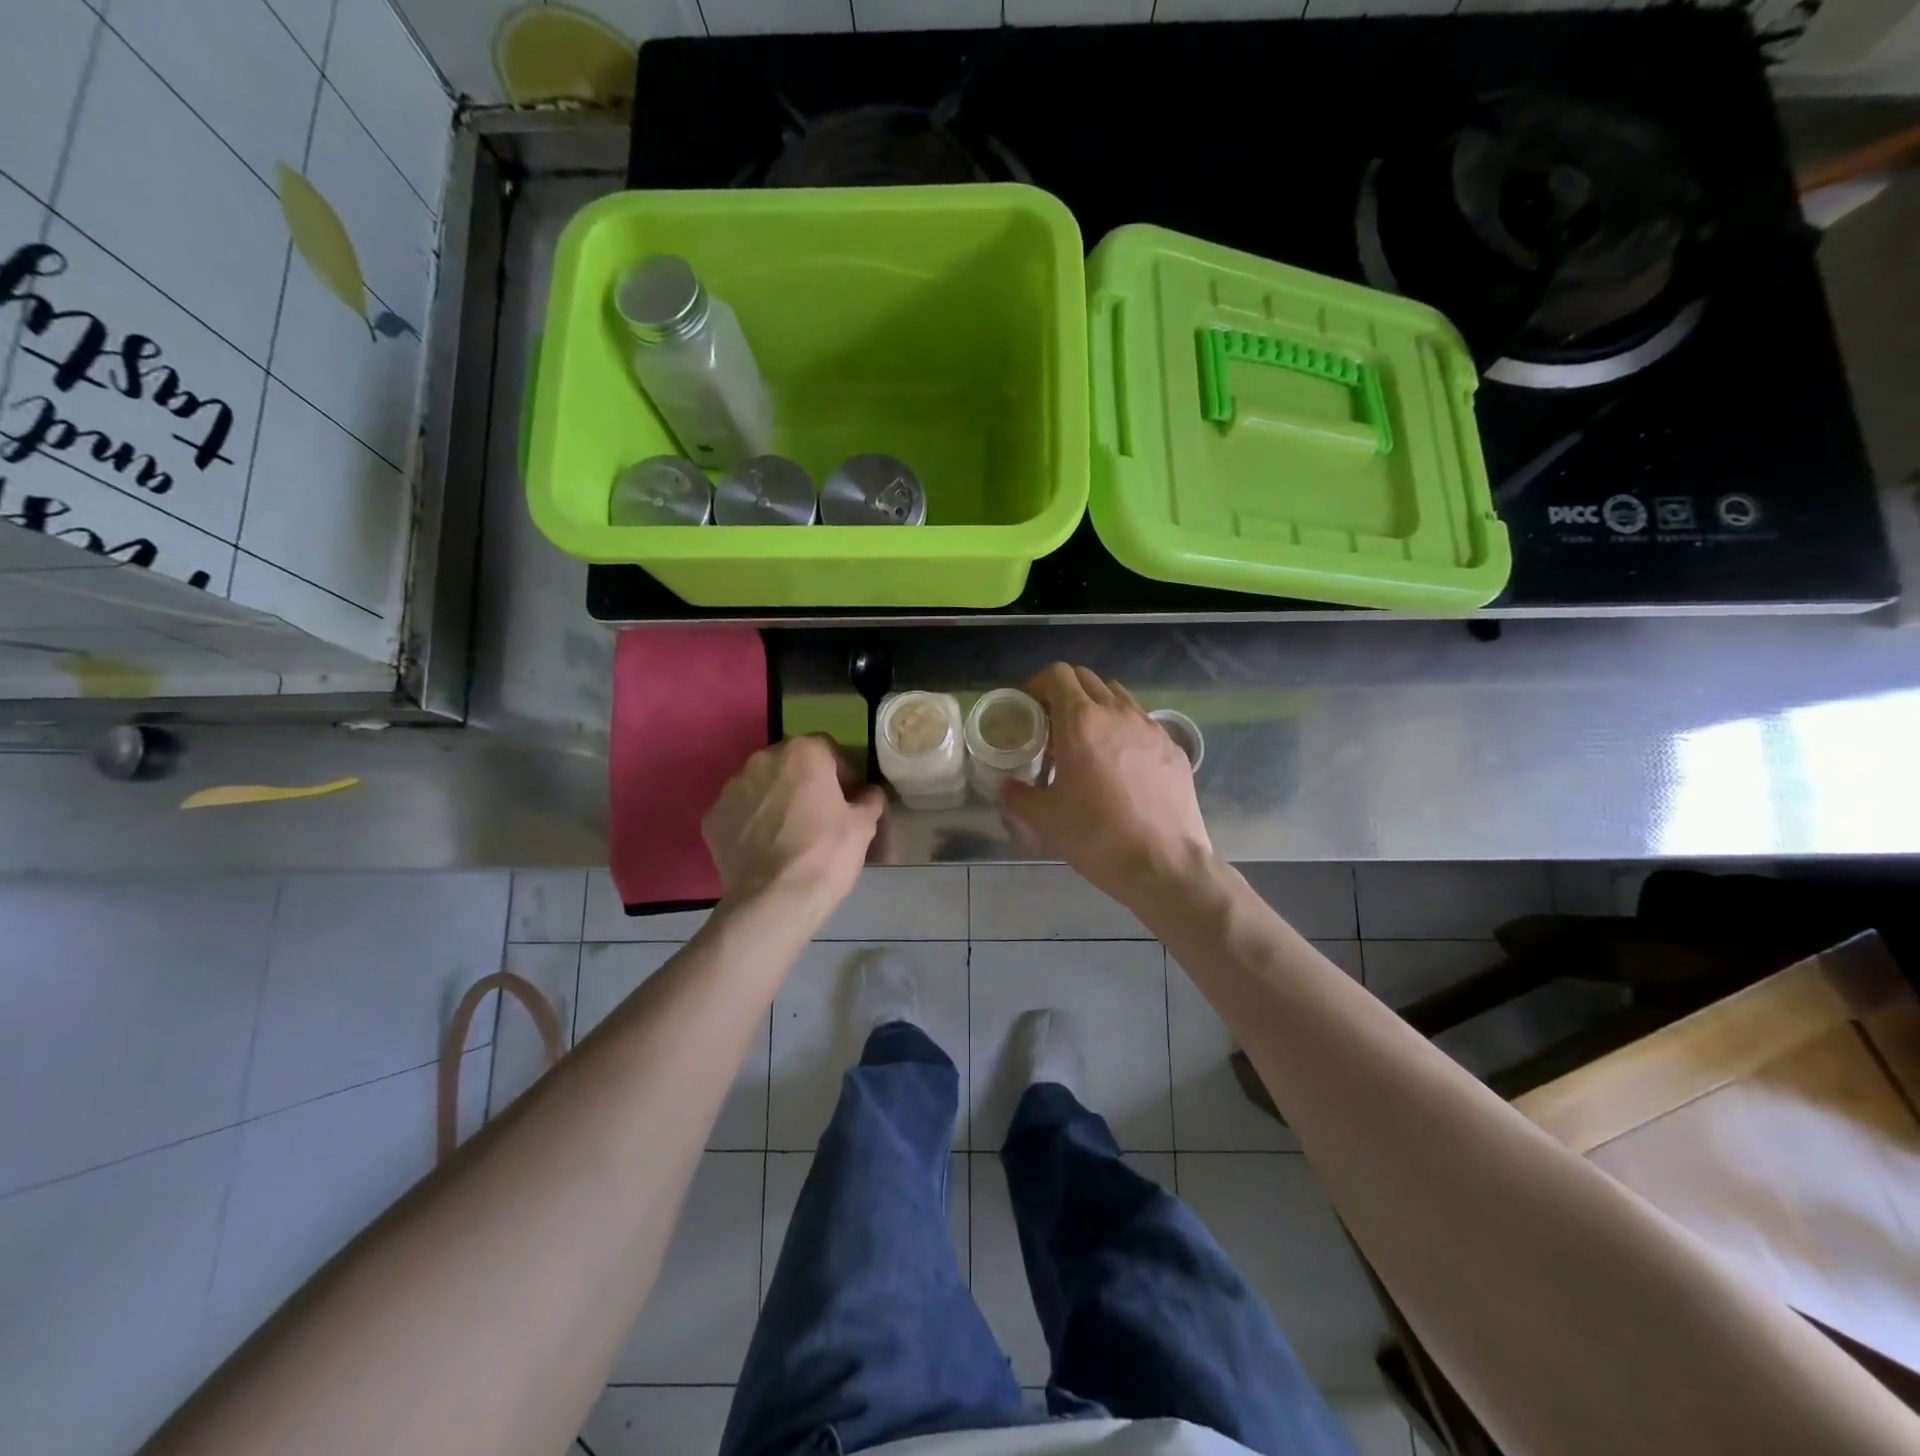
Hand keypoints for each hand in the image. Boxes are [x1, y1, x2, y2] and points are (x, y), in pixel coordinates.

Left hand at [703, 736, 883, 907]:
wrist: (775, 899)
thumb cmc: (826, 853)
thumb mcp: (863, 826)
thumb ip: (869, 800)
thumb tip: (870, 794)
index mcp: (802, 753)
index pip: (827, 749)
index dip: (841, 773)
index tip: (848, 799)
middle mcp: (762, 760)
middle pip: (790, 763)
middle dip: (804, 782)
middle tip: (819, 814)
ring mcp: (731, 788)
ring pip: (761, 786)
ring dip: (775, 799)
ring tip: (789, 833)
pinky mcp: (712, 818)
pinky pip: (739, 812)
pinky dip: (751, 823)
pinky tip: (764, 848)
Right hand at [1002, 664, 1211, 905]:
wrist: (1163, 864)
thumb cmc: (1096, 836)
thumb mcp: (1043, 819)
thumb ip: (1017, 795)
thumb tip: (1007, 788)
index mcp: (1081, 722)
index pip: (1057, 675)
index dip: (1038, 685)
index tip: (1029, 708)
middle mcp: (1118, 713)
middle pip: (1088, 679)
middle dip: (1065, 693)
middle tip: (1052, 725)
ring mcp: (1151, 728)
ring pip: (1119, 697)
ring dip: (1097, 708)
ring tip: (1088, 742)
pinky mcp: (1174, 748)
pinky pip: (1143, 724)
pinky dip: (1124, 731)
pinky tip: (1121, 766)